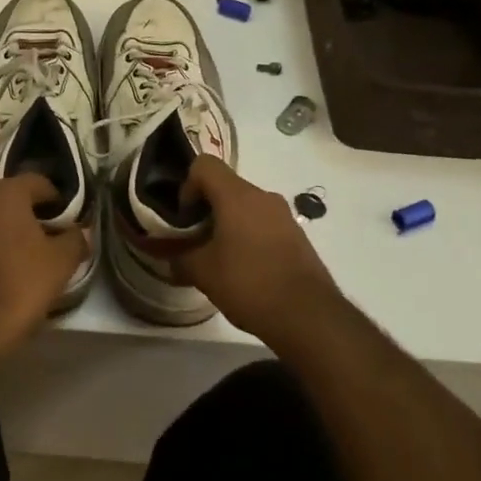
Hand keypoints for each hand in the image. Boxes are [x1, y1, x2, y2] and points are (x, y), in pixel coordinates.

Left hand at [0, 176, 88, 361]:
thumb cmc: (17, 286)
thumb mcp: (60, 264)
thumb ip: (75, 239)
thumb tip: (80, 231)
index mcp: (6, 192)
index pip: (39, 182)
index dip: (58, 201)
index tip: (69, 224)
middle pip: (10, 197)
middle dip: (29, 212)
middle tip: (46, 238)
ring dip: (4, 229)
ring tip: (22, 258)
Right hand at [175, 156, 337, 346]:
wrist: (309, 315)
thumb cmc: (249, 283)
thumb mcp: (203, 273)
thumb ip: (181, 259)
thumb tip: (172, 259)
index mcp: (237, 195)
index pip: (204, 165)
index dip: (187, 186)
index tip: (186, 218)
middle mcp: (263, 196)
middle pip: (225, 186)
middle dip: (207, 209)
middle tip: (198, 241)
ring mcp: (284, 215)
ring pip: (246, 205)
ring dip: (229, 223)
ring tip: (221, 259)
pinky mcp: (298, 235)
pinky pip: (264, 223)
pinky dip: (250, 236)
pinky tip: (247, 270)